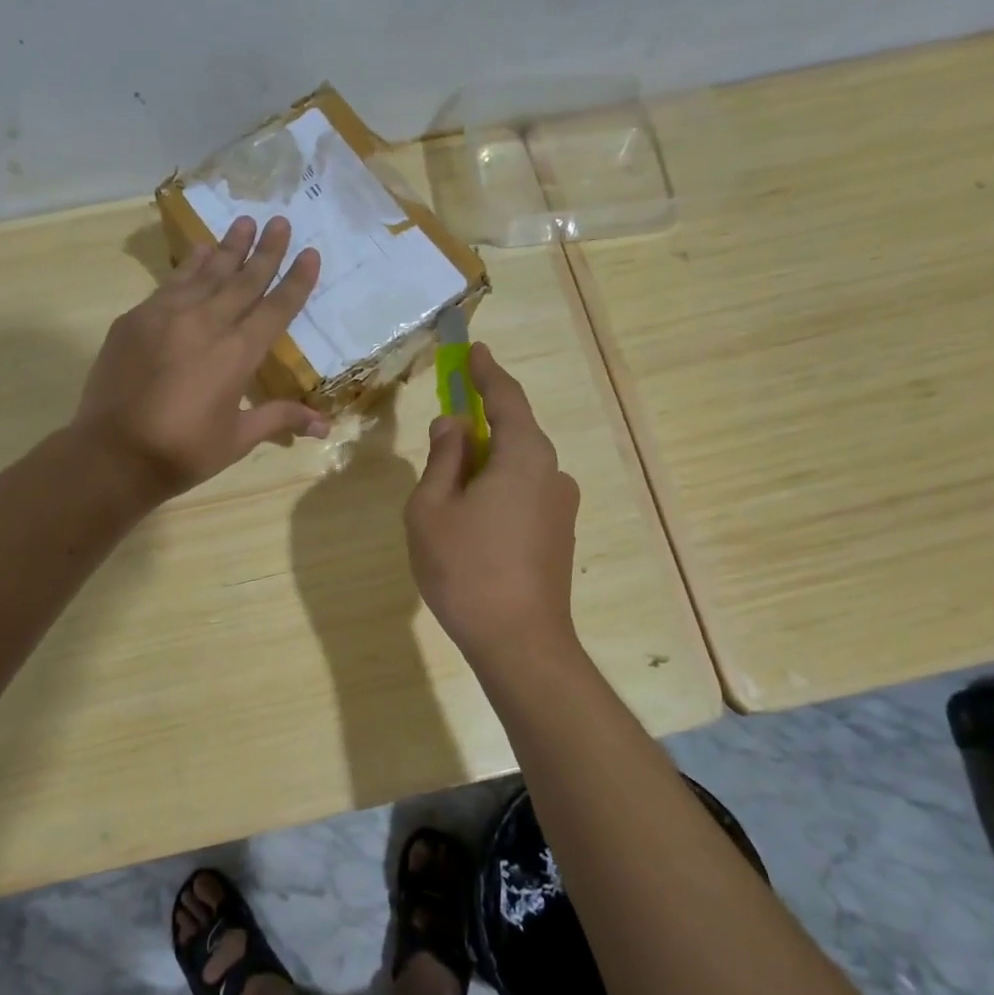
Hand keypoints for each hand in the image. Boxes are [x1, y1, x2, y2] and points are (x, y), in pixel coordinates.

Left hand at [75, 215, 326, 500]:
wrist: (113, 454)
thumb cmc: (183, 452)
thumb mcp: (237, 439)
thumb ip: (279, 418)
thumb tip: (325, 426)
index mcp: (237, 355)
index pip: (275, 309)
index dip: (295, 281)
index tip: (310, 253)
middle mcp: (206, 324)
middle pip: (243, 280)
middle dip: (265, 251)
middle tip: (280, 221)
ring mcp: (166, 316)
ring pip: (206, 273)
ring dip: (228, 248)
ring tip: (244, 222)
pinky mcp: (136, 319)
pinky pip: (171, 284)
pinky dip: (190, 266)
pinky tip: (200, 253)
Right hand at [406, 343, 580, 662]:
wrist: (520, 643)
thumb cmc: (466, 569)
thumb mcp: (432, 509)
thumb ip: (442, 460)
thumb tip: (452, 426)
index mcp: (523, 457)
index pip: (506, 399)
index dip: (487, 373)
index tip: (475, 352)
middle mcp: (552, 474)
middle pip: (514, 434)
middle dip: (480, 426)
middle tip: (445, 430)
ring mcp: (561, 508)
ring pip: (517, 469)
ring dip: (484, 466)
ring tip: (447, 495)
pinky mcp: (559, 537)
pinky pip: (524, 495)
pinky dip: (497, 492)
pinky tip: (471, 524)